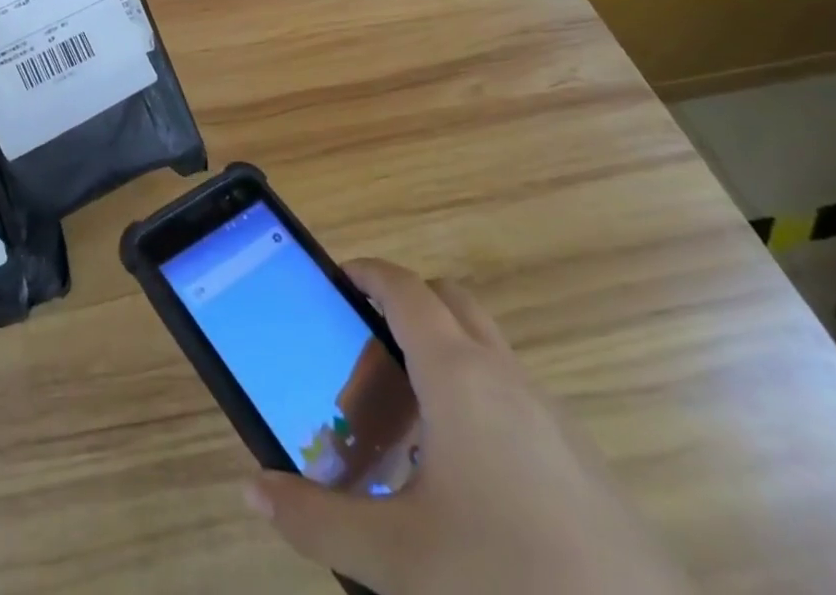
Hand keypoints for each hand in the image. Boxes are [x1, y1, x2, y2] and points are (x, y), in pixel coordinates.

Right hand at [244, 261, 694, 594]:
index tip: (334, 280)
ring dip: (443, 351)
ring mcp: (551, 416)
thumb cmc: (507, 578)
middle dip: (405, 303)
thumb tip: (253, 487)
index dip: (366, 272)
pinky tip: (465, 476)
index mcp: (457, 375)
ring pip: (486, 348)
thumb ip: (317, 520)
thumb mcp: (398, 558)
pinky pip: (515, 395)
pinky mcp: (582, 460)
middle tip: (366, 341)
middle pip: (449, 300)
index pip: (403, 288)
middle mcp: (504, 377)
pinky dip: (479, 398)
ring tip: (406, 414)